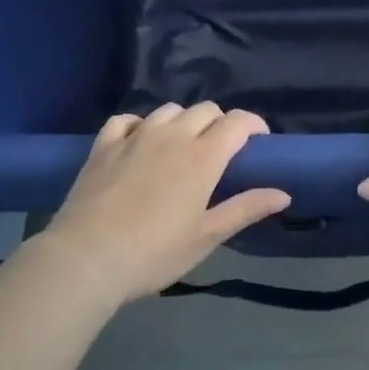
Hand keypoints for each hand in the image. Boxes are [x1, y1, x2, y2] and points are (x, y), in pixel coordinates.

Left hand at [37, 103, 288, 304]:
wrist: (85, 260)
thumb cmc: (153, 253)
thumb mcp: (206, 237)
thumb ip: (245, 209)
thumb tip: (283, 194)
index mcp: (203, 156)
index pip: (238, 121)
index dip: (254, 124)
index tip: (258, 142)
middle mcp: (173, 135)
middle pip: (206, 110)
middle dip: (220, 123)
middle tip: (220, 152)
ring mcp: (136, 136)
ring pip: (169, 110)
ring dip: (183, 122)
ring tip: (181, 147)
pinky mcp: (104, 145)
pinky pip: (127, 119)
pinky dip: (139, 125)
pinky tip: (139, 142)